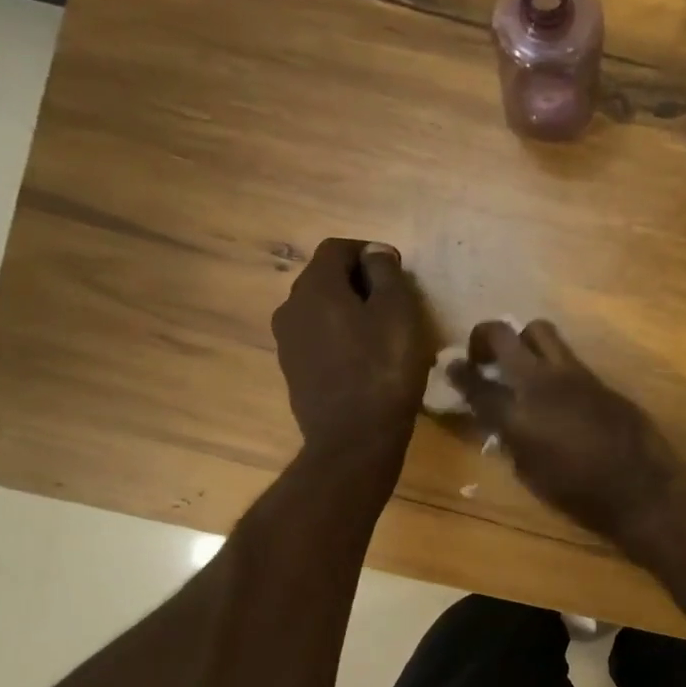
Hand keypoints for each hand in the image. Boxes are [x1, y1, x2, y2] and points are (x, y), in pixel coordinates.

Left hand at [272, 239, 430, 461]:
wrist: (354, 439)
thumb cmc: (383, 369)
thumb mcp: (398, 312)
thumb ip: (385, 273)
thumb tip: (374, 252)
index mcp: (315, 286)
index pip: (337, 248)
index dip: (369, 253)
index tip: (397, 272)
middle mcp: (291, 307)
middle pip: (325, 278)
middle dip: (358, 282)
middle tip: (393, 303)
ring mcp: (287, 342)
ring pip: (320, 311)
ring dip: (348, 312)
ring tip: (381, 333)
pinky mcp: (293, 371)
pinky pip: (318, 339)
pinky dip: (339, 338)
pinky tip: (364, 360)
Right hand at [448, 320, 685, 543]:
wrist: (641, 488)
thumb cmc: (580, 496)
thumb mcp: (531, 476)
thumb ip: (511, 442)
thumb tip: (502, 423)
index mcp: (517, 416)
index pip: (476, 384)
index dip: (457, 373)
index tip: (449, 366)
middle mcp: (540, 383)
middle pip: (502, 335)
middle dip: (483, 337)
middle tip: (482, 356)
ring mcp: (572, 374)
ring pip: (539, 330)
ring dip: (521, 339)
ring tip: (520, 361)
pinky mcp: (597, 376)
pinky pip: (566, 354)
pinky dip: (551, 362)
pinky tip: (554, 385)